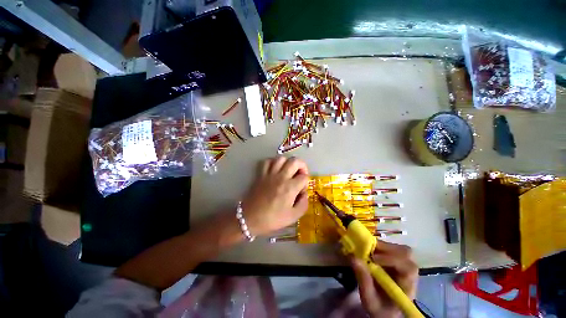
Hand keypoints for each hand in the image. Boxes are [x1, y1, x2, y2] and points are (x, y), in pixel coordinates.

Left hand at [241, 157, 309, 235]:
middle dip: (302, 166)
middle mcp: (281, 177)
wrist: (250, 219)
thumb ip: (303, 204)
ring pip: (281, 158)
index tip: (301, 191)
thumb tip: (304, 193)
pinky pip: (267, 161)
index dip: (306, 183)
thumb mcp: (293, 217)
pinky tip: (275, 169)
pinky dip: (273, 162)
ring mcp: (269, 174)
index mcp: (290, 187)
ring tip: (288, 170)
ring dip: (288, 162)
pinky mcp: (261, 174)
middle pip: (295, 161)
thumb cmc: (272, 219)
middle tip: (300, 174)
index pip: (304, 177)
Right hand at [350, 241, 418, 317]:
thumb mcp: (370, 300)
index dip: (392, 259)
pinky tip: (371, 252)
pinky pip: (392, 248)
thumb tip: (354, 258)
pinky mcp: (397, 261)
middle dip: (386, 249)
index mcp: (407, 286)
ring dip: (383, 247)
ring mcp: (404, 266)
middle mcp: (409, 274)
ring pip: (400, 248)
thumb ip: (364, 281)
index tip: (373, 258)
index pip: (408, 267)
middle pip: (406, 253)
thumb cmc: (379, 308)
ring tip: (368, 250)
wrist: (385, 311)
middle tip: (369, 250)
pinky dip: (380, 247)